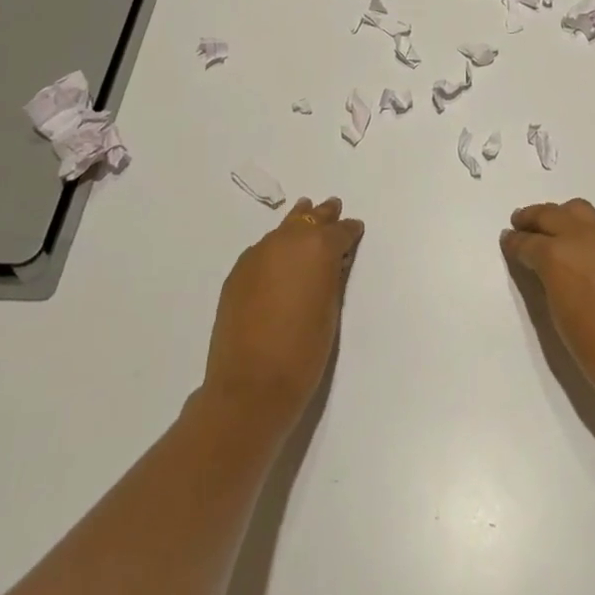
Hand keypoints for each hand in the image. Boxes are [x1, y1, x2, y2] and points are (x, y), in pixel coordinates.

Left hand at [202, 197, 363, 436]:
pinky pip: (263, 249)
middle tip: (333, 208)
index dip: (350, 231)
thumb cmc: (304, 351)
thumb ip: (333, 277)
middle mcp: (288, 241)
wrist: (251, 386)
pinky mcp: (238, 272)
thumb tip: (332, 262)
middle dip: (323, 216)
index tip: (356, 230)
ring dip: (297, 225)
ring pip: (283, 229)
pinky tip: (278, 259)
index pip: (340, 231)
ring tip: (305, 217)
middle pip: (310, 219)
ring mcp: (258, 254)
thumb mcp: (331, 309)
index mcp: (318, 247)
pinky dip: (275, 248)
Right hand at [500, 199, 594, 433]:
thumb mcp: (561, 321)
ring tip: (547, 230)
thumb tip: (541, 270)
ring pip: (576, 211)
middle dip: (532, 219)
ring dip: (557, 216)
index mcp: (559, 257)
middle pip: (551, 215)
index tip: (506, 241)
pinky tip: (576, 246)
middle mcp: (582, 239)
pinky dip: (578, 226)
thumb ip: (548, 286)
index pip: (529, 243)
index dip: (514, 243)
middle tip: (519, 224)